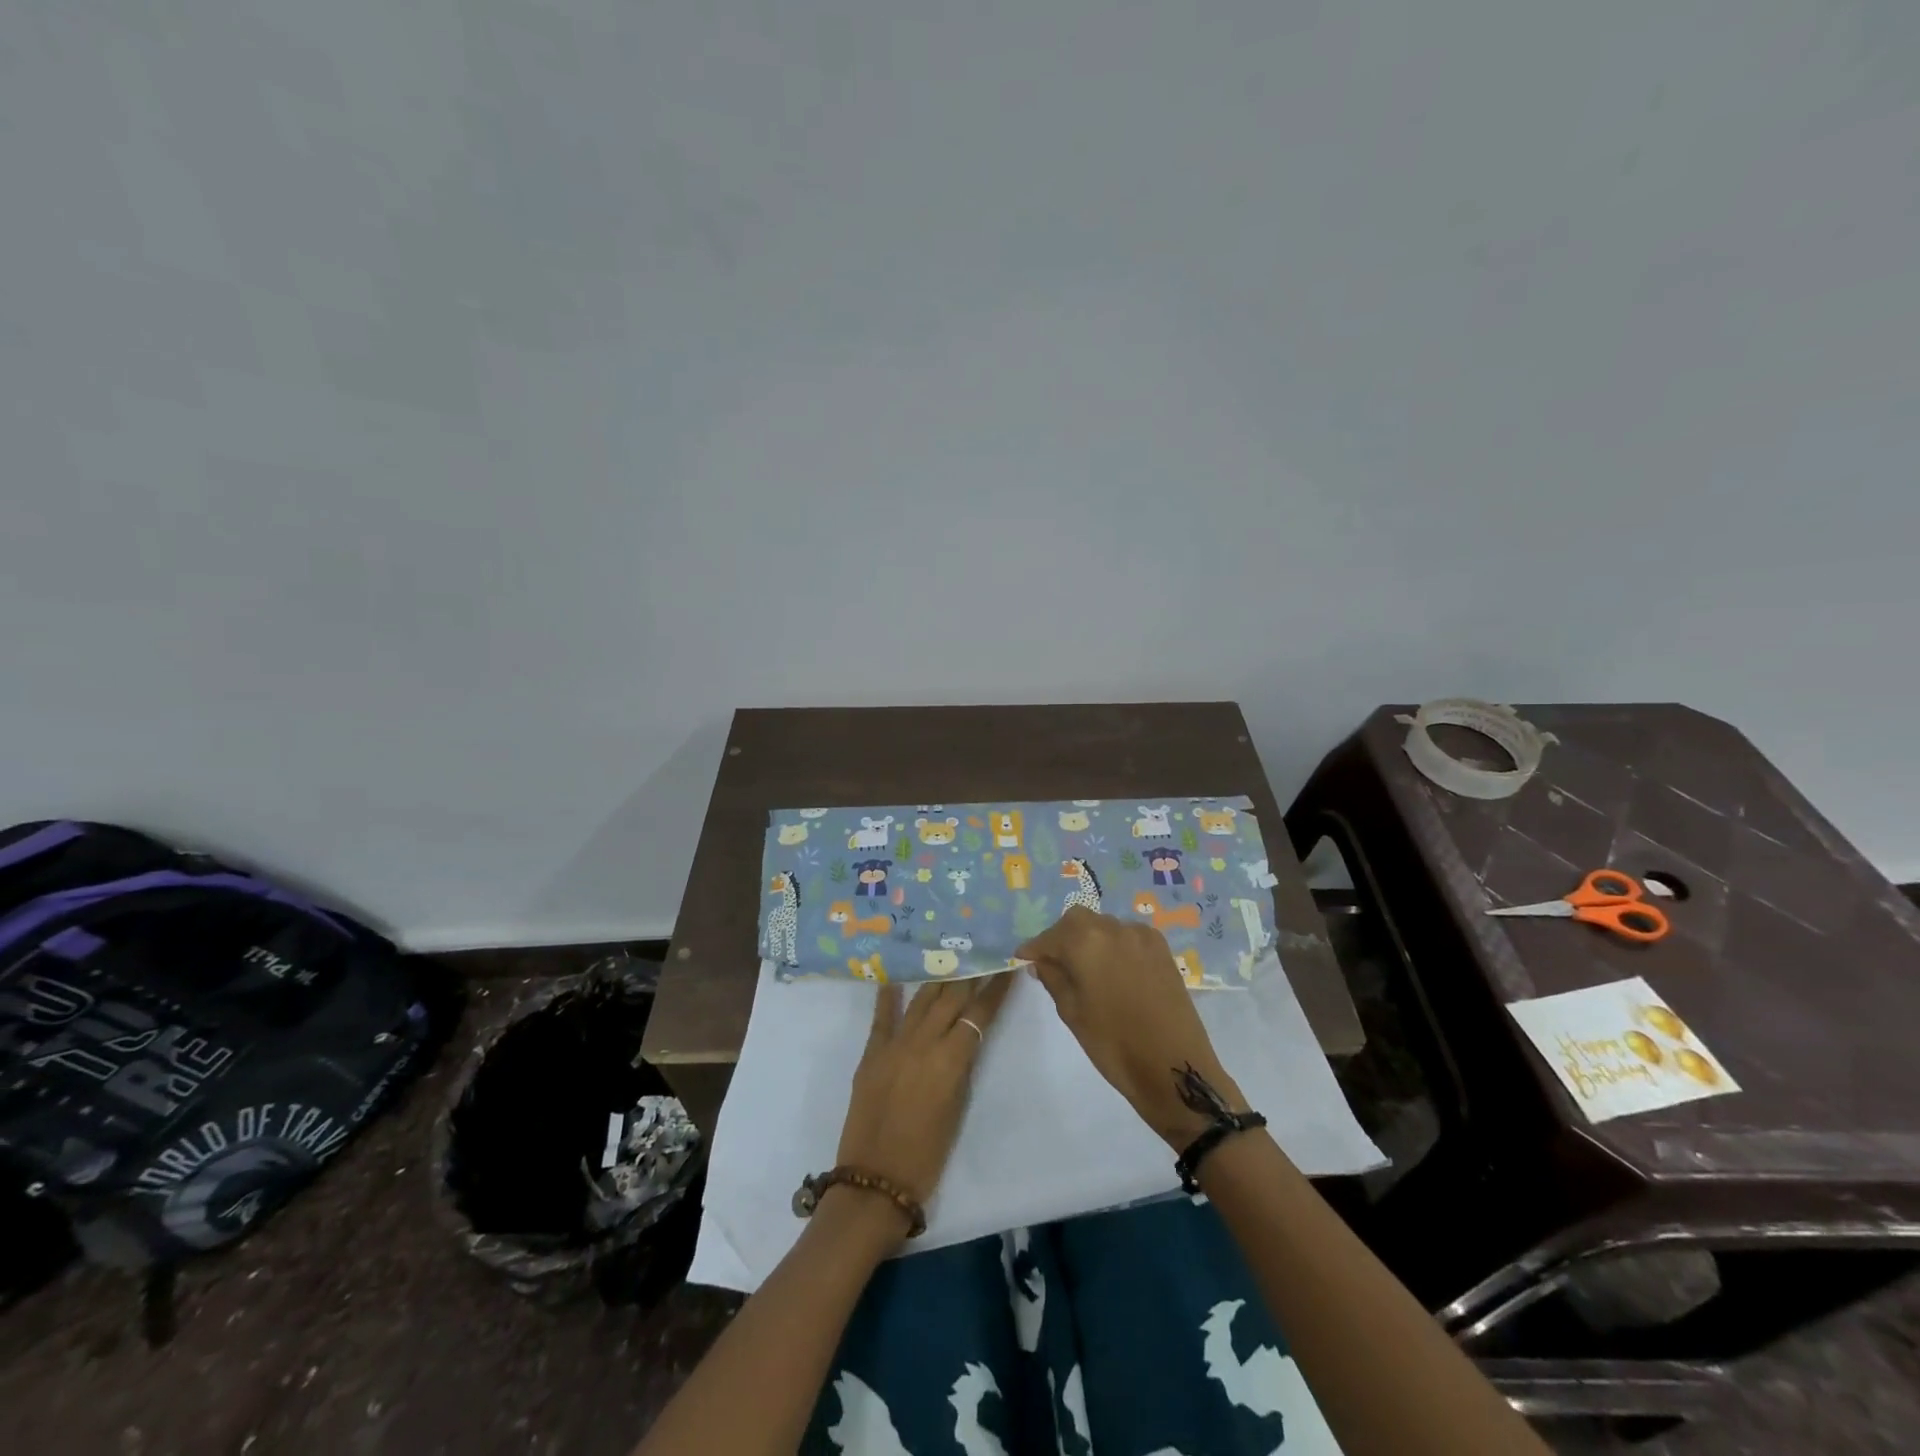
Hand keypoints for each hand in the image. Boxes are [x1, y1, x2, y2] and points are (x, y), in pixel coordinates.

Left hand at [835, 975, 1014, 1219]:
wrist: (874, 1180)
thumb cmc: (926, 1155)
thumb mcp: (956, 1109)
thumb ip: (960, 1068)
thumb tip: (964, 1040)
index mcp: (950, 1060)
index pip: (980, 1014)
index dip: (996, 989)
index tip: (1008, 965)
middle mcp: (923, 1042)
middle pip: (951, 998)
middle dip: (969, 972)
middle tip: (980, 949)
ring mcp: (894, 1044)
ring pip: (921, 1000)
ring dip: (937, 977)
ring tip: (948, 954)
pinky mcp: (870, 1054)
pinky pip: (881, 1018)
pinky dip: (888, 996)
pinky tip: (893, 976)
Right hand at [1018, 907, 1245, 1148]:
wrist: (1174, 1066)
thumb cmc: (1114, 1044)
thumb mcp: (1072, 1013)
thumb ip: (1053, 979)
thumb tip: (1041, 963)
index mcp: (1086, 941)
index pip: (1050, 936)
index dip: (1034, 948)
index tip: (1023, 959)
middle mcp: (1113, 928)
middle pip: (1078, 921)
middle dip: (1062, 937)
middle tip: (1052, 962)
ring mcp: (1141, 936)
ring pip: (1104, 926)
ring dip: (1089, 939)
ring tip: (1083, 967)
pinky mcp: (1162, 949)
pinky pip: (1128, 936)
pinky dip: (1114, 945)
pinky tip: (1112, 969)